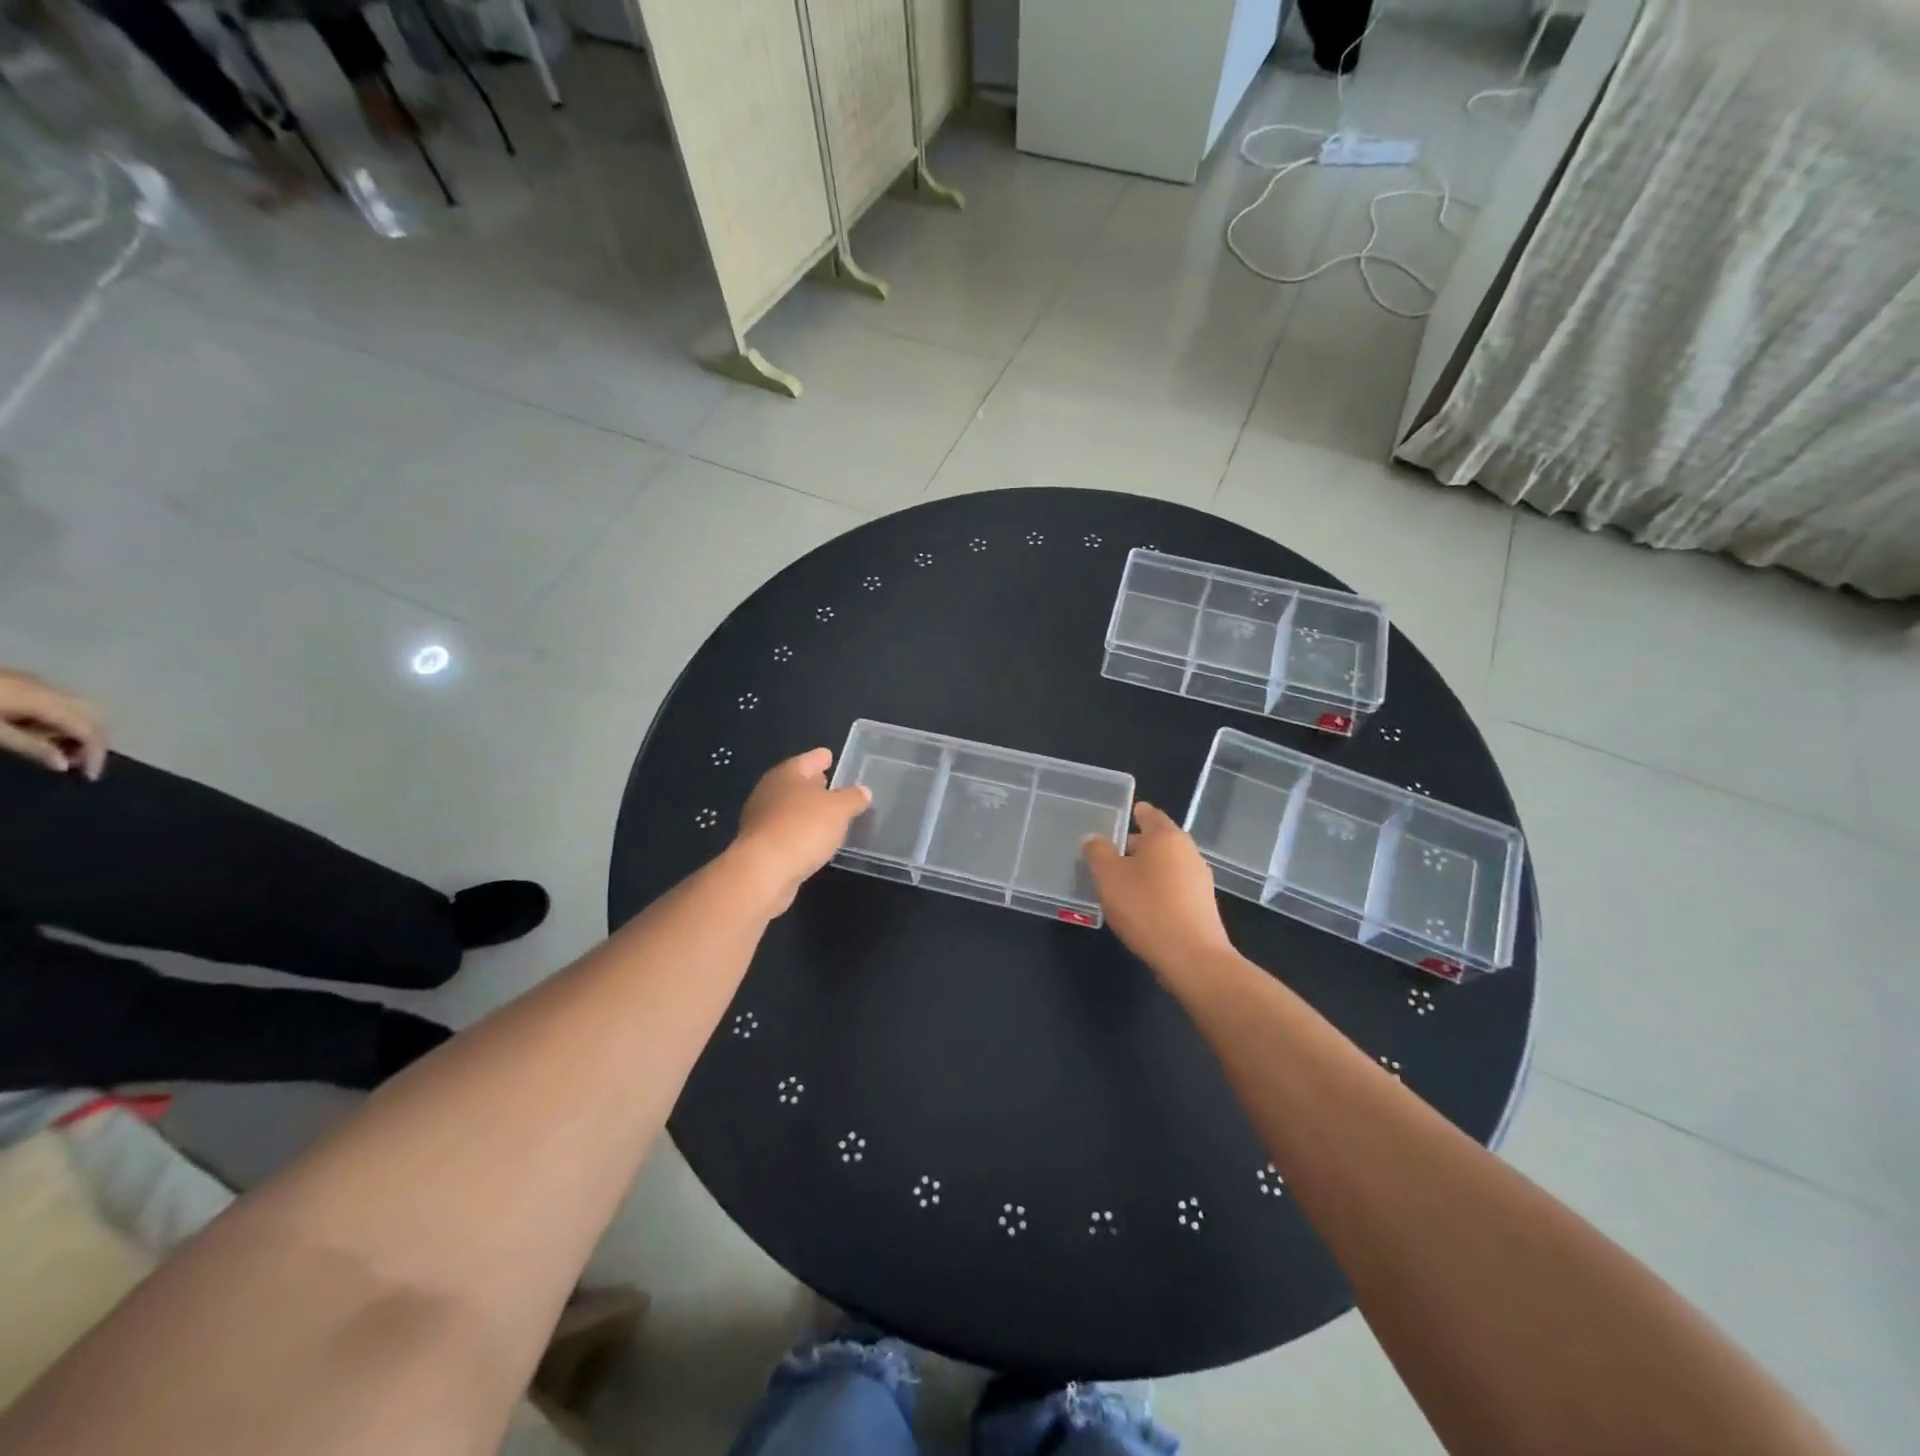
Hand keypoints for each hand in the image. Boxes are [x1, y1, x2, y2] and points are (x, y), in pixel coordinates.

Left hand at [0, 668, 109, 777]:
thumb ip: (28, 746)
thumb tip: (63, 764)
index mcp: (44, 701)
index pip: (87, 729)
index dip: (95, 754)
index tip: (87, 778)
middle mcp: (48, 688)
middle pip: (92, 714)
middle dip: (96, 740)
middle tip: (83, 764)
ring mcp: (34, 683)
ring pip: (79, 707)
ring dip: (81, 730)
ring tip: (65, 752)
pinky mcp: (19, 683)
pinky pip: (59, 703)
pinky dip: (64, 721)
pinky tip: (45, 734)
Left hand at [729, 748, 872, 914]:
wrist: (763, 871)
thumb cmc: (803, 828)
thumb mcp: (839, 810)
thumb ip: (853, 798)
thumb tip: (863, 791)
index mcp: (787, 774)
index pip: (808, 759)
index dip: (821, 757)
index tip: (830, 756)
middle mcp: (770, 791)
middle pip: (795, 782)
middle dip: (812, 784)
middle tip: (831, 785)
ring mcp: (761, 818)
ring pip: (789, 807)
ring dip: (806, 810)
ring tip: (827, 815)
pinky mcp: (760, 845)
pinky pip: (785, 830)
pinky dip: (798, 831)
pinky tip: (812, 840)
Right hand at [1083, 802, 1231, 977]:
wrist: (1192, 957)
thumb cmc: (1146, 907)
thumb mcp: (1109, 877)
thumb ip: (1098, 852)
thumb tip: (1093, 838)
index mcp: (1166, 836)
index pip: (1149, 814)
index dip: (1134, 813)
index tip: (1120, 818)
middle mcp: (1188, 851)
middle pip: (1159, 840)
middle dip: (1137, 845)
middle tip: (1111, 855)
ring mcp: (1200, 879)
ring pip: (1168, 865)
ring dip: (1148, 870)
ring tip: (1123, 883)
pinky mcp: (1203, 906)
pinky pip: (1175, 887)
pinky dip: (1159, 889)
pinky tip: (1144, 906)